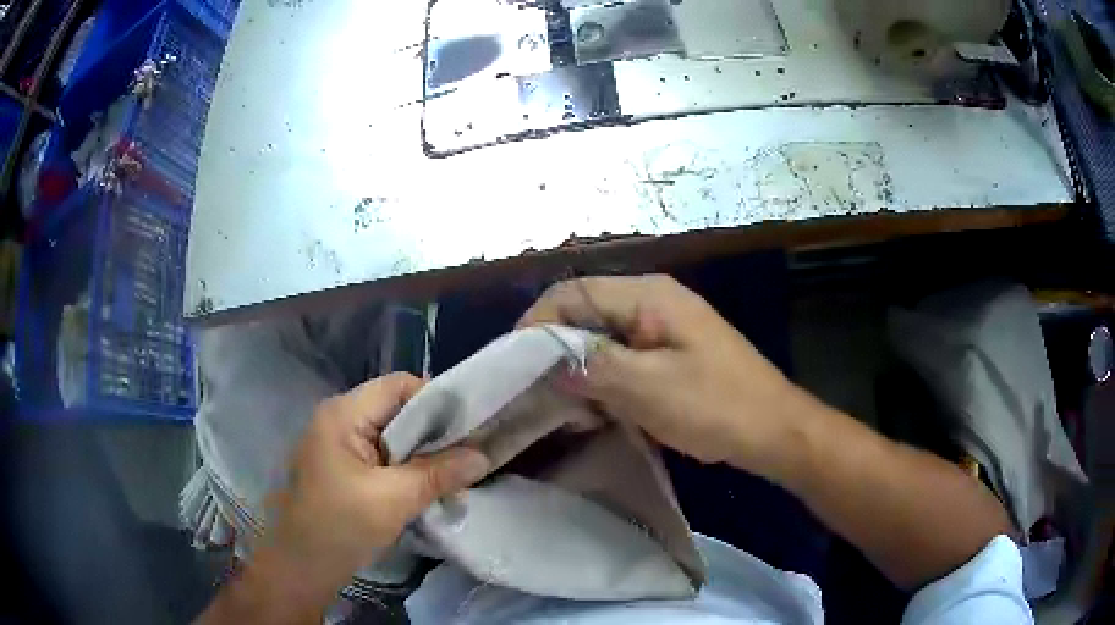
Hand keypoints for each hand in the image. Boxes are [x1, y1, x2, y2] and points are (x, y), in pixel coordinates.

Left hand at [254, 373, 490, 608]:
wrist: (304, 566)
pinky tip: (430, 482)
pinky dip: (408, 464)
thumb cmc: (341, 526)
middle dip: (434, 429)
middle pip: (397, 407)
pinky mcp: (345, 466)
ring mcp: (340, 443)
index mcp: (343, 414)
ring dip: (423, 450)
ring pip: (393, 433)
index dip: (437, 400)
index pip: (399, 386)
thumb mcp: (394, 500)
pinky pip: (384, 454)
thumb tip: (484, 456)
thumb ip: (439, 474)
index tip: (470, 427)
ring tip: (455, 467)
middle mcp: (339, 418)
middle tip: (469, 450)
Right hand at [520, 275, 813, 474]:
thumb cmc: (717, 406)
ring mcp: (663, 329)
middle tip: (536, 390)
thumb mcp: (649, 388)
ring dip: (580, 369)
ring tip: (565, 406)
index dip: (538, 322)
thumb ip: (594, 368)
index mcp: (649, 296)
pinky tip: (597, 410)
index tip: (514, 363)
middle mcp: (652, 303)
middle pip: (586, 313)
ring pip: (602, 339)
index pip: (574, 292)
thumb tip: (549, 362)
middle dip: (556, 349)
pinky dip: (603, 381)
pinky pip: (622, 359)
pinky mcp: (669, 356)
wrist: (774, 430)